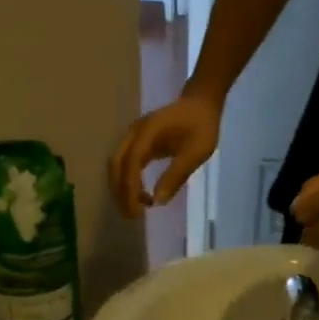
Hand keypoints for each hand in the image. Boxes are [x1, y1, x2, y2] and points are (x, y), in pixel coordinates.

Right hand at [108, 93, 221, 219]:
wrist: (201, 103)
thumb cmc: (202, 126)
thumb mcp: (195, 153)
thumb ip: (176, 175)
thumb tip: (158, 200)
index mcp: (148, 133)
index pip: (131, 164)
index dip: (131, 190)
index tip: (139, 212)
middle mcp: (134, 133)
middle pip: (116, 166)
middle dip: (122, 193)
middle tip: (135, 215)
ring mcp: (133, 137)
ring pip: (117, 166)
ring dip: (123, 189)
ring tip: (139, 208)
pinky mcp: (137, 143)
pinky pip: (125, 165)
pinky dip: (128, 183)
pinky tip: (143, 195)